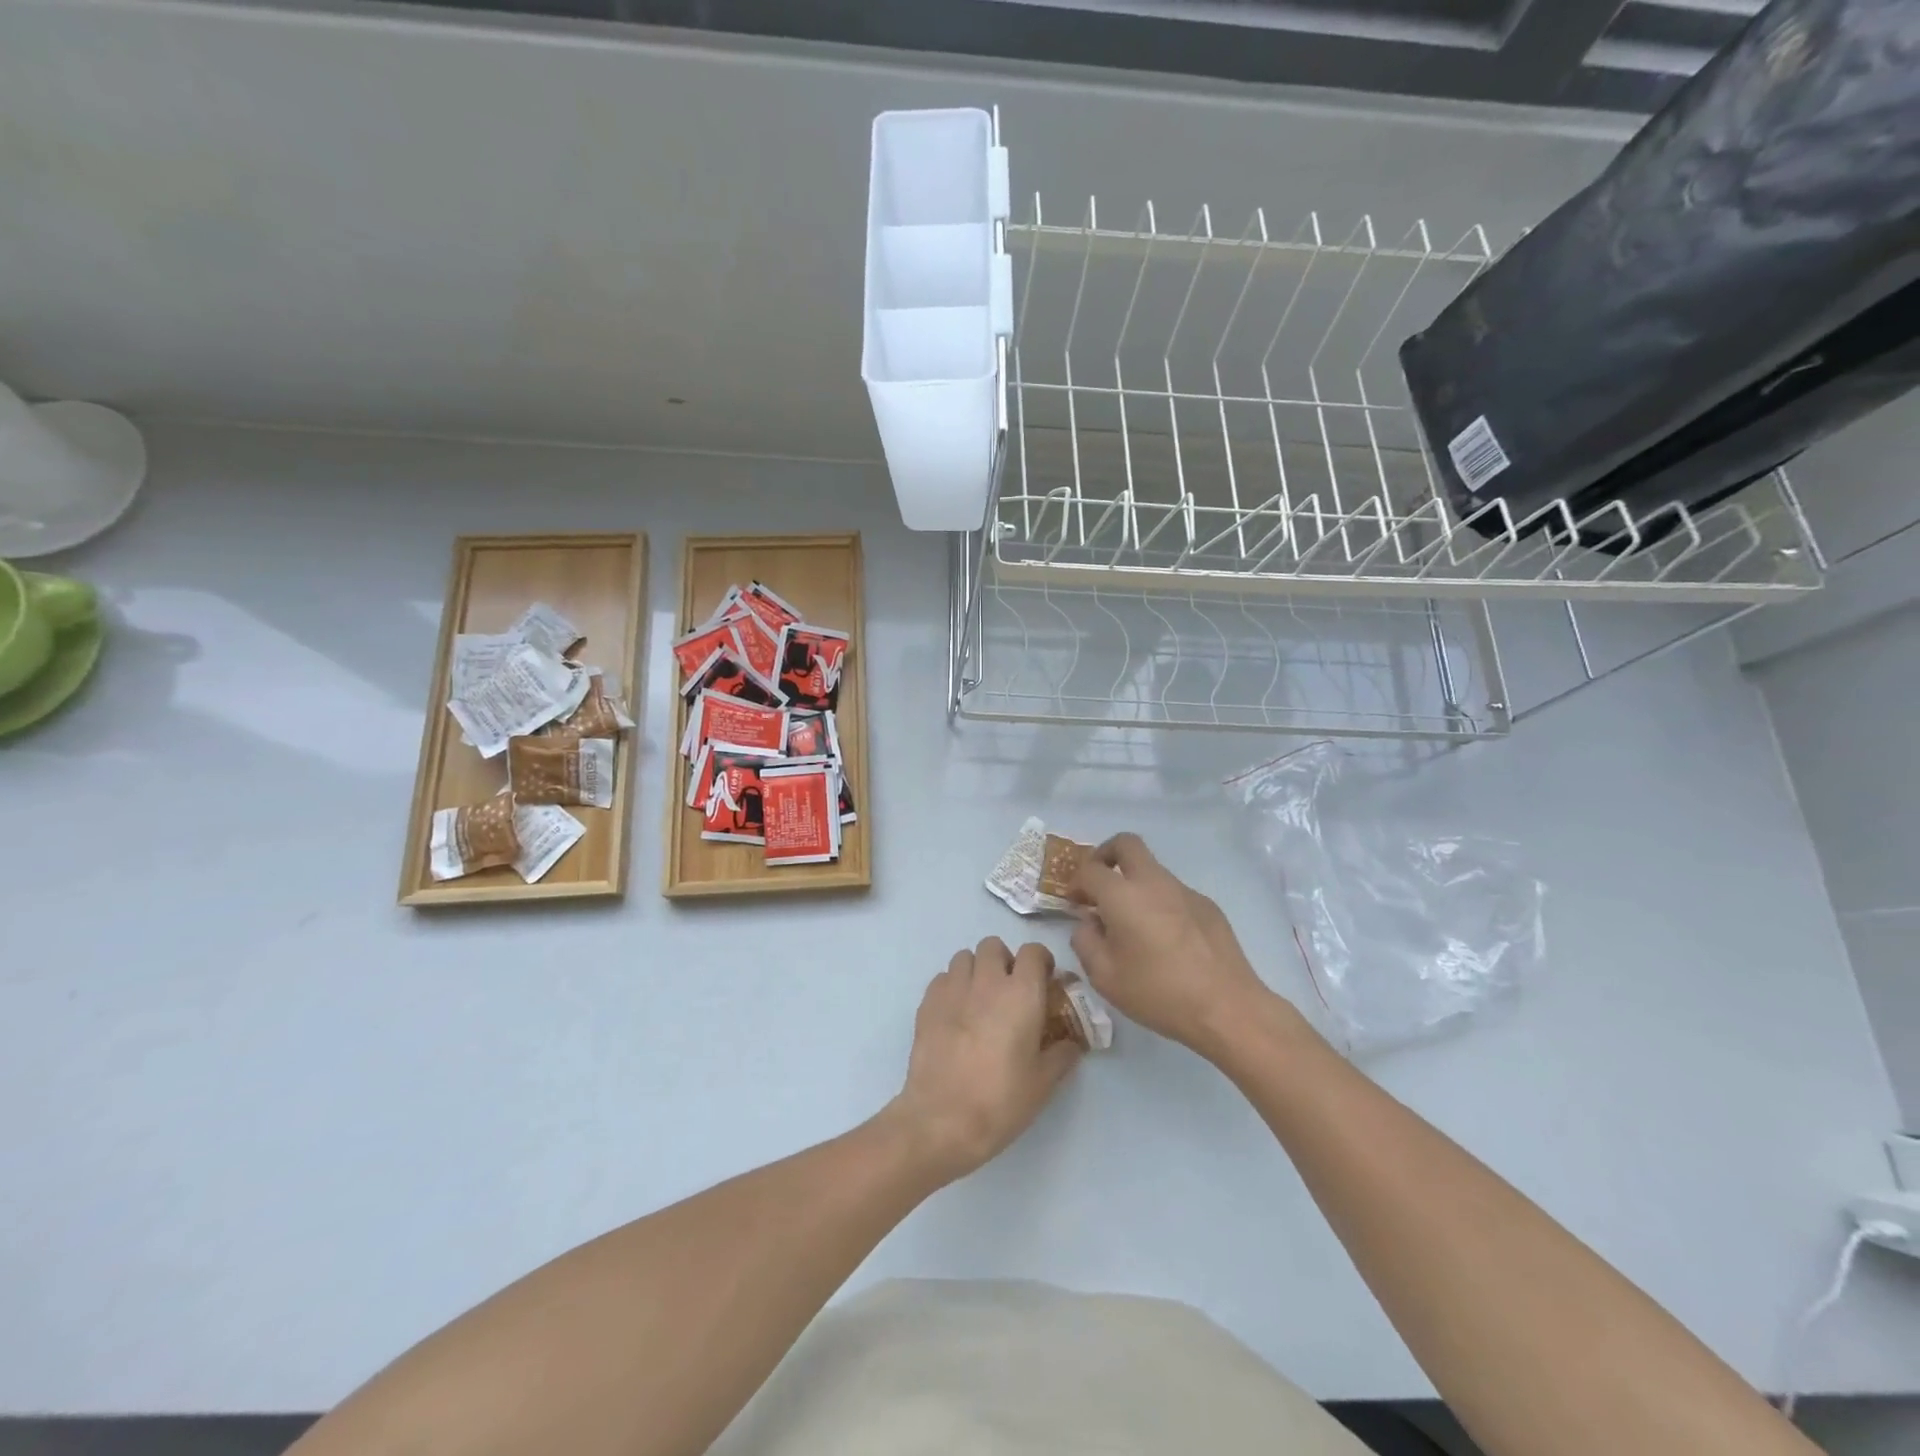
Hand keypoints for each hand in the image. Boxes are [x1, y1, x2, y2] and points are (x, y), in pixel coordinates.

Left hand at [886, 937, 1081, 1183]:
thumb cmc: (1001, 1100)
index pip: (1034, 951)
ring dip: (976, 970)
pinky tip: (955, 1014)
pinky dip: (952, 987)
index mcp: (1021, 993)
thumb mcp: (1044, 1082)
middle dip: (1004, 961)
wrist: (942, 1119)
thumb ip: (1062, 1054)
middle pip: (994, 946)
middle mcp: (987, 980)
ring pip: (965, 957)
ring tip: (980, 1000)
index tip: (1044, 982)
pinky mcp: (927, 1002)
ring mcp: (953, 988)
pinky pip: (943, 978)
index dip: (1041, 962)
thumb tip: (1072, 1042)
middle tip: (1010, 992)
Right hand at [1070, 832, 1269, 1057]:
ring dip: (1134, 884)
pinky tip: (1166, 941)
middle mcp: (1153, 882)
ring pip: (1152, 870)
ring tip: (1133, 925)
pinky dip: (1160, 903)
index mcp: (1123, 895)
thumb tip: (1089, 922)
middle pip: (1126, 844)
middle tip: (1100, 885)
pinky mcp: (1207, 906)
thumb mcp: (1104, 976)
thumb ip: (1086, 941)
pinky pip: (1174, 893)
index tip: (1075, 902)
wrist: (1226, 1007)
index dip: (1076, 882)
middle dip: (1106, 855)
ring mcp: (1185, 891)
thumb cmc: (1158, 993)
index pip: (1090, 869)